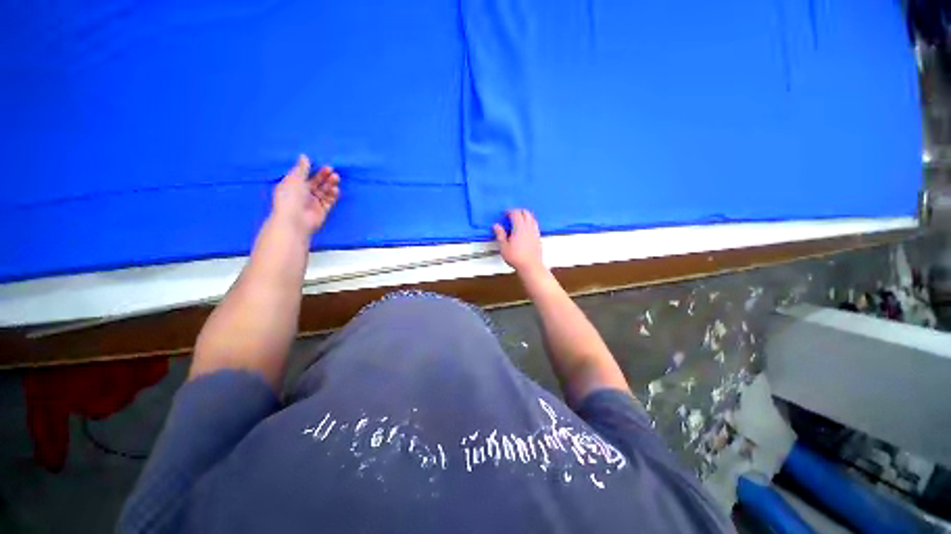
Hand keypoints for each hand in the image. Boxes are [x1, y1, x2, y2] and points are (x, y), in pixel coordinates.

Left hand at [271, 155, 339, 234]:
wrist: (295, 220)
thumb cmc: (291, 197)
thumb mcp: (295, 179)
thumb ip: (302, 168)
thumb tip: (304, 156)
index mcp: (293, 185)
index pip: (305, 175)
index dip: (314, 170)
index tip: (323, 165)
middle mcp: (303, 193)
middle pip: (316, 182)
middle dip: (324, 176)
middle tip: (332, 171)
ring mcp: (313, 202)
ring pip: (324, 191)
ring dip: (330, 184)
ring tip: (336, 178)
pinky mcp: (322, 210)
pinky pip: (329, 201)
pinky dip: (333, 195)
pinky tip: (336, 190)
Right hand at [494, 209, 545, 275]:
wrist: (530, 266)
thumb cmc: (516, 257)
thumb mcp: (504, 247)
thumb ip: (500, 235)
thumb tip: (496, 226)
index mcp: (519, 227)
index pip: (516, 213)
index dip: (510, 212)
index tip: (505, 214)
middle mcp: (529, 227)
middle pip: (526, 213)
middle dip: (518, 212)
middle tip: (511, 216)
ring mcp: (535, 232)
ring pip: (532, 218)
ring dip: (525, 216)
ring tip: (518, 221)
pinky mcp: (538, 237)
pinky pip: (535, 225)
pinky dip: (530, 223)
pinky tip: (525, 229)